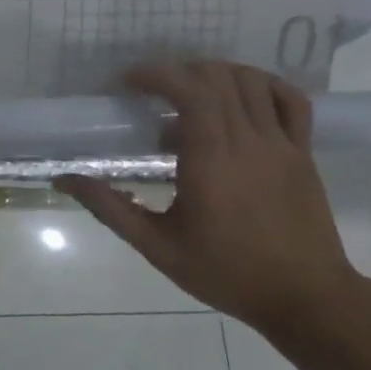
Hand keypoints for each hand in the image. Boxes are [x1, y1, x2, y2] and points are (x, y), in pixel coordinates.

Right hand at [55, 61, 368, 330]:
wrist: (306, 298)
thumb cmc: (226, 272)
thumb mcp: (157, 246)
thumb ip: (110, 208)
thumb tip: (64, 179)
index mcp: (211, 160)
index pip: (189, 92)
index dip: (157, 74)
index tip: (128, 81)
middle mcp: (249, 142)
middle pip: (217, 79)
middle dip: (179, 71)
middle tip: (151, 89)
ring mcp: (283, 145)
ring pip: (252, 82)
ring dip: (216, 73)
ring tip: (189, 90)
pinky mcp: (304, 153)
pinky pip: (291, 101)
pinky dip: (263, 85)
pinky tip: (241, 95)